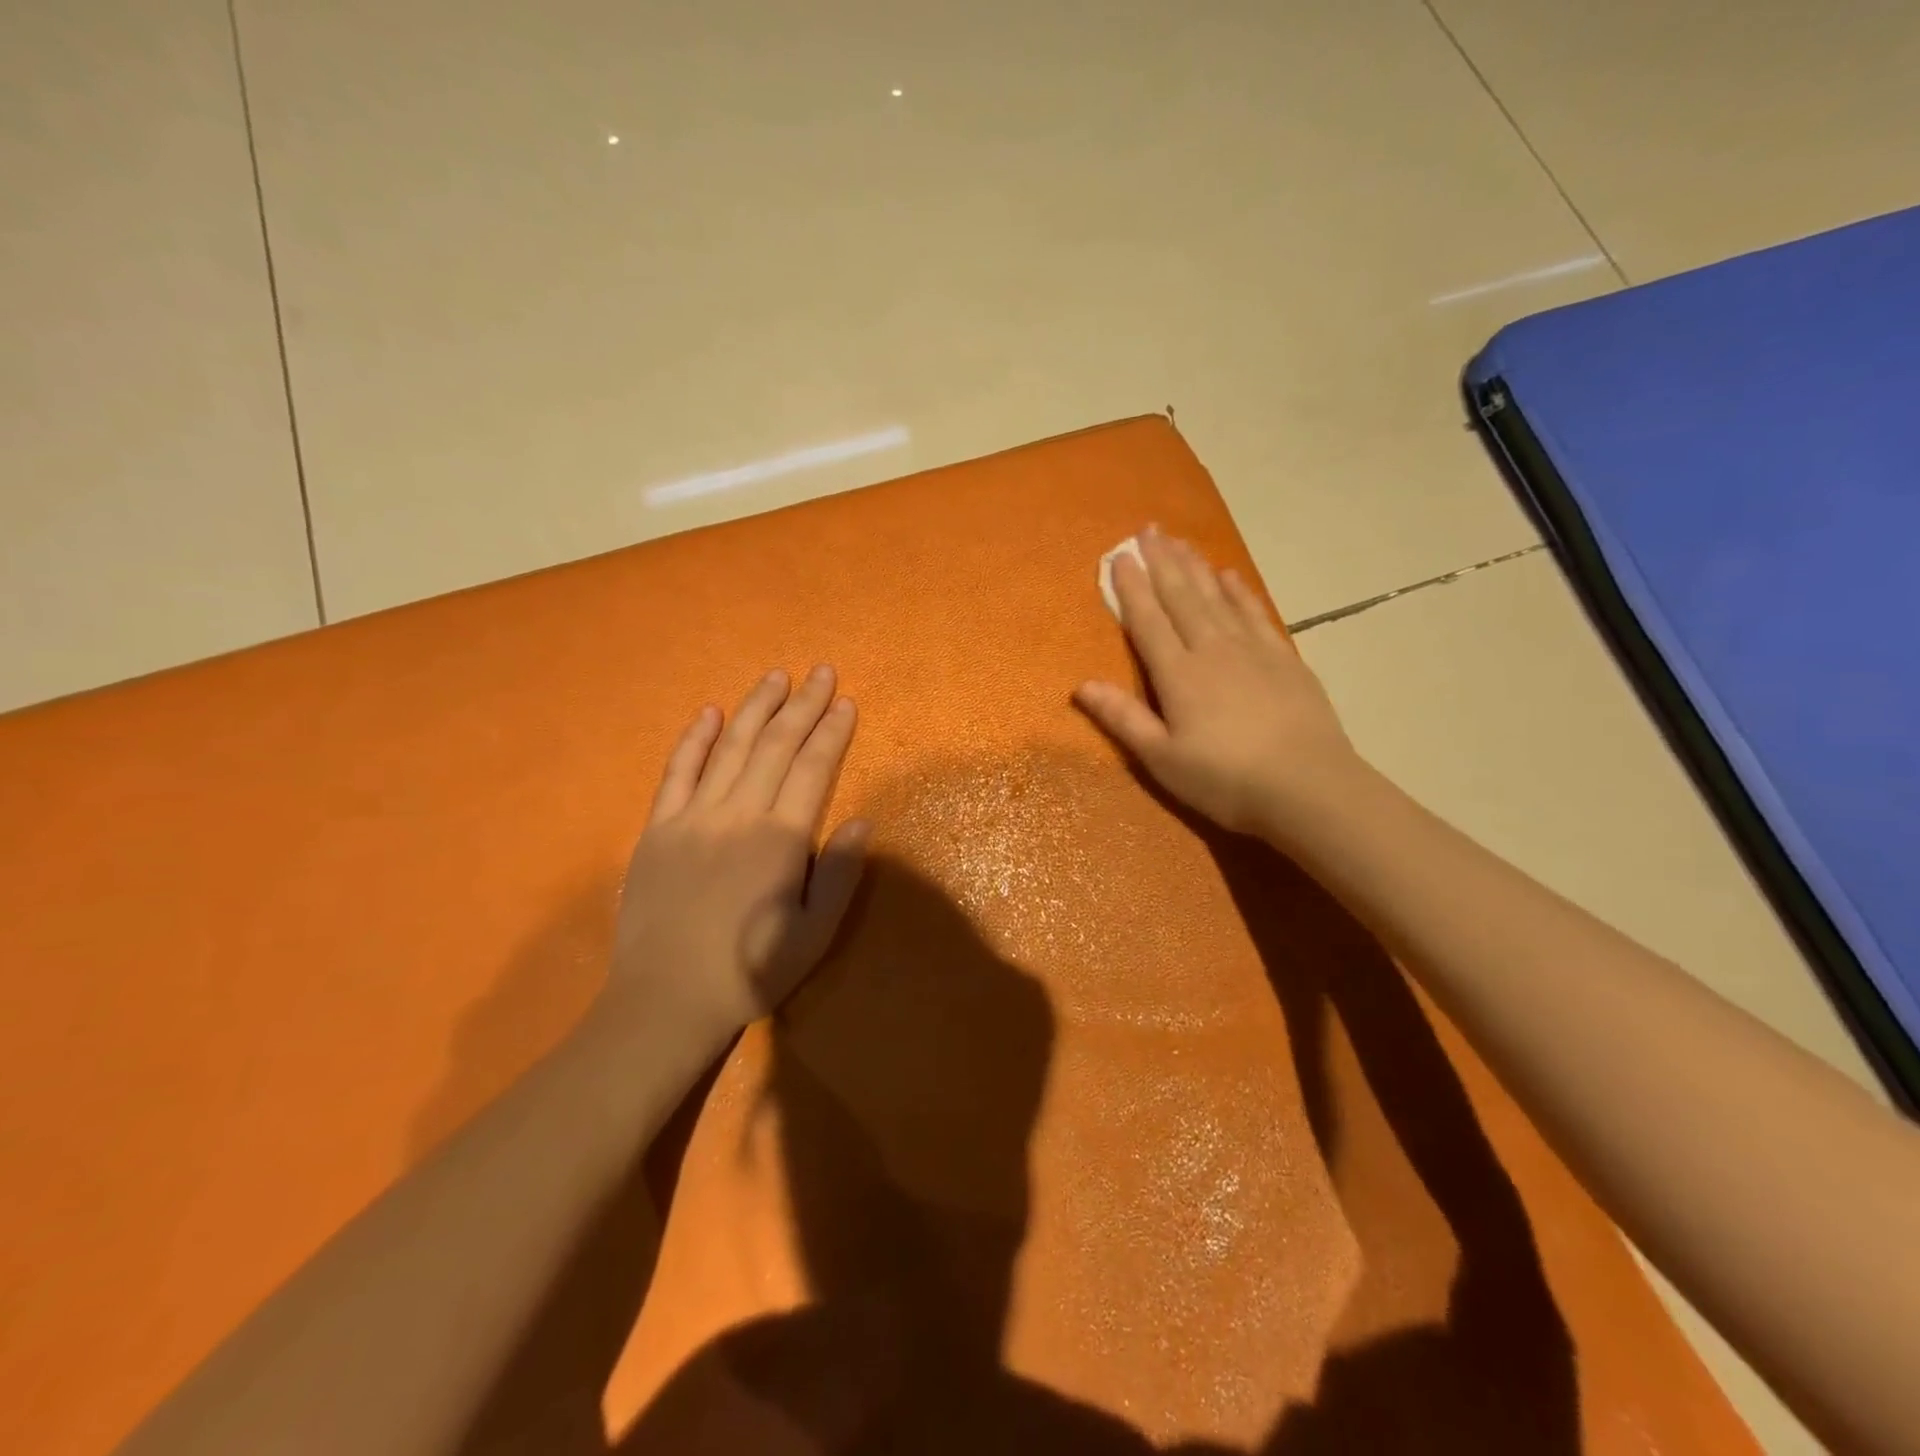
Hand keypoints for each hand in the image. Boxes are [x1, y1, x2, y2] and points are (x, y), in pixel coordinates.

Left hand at [606, 666, 870, 1051]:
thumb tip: (861, 820)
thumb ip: (839, 874)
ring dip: (756, 708)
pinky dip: (695, 740)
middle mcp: (738, 815)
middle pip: (776, 746)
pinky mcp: (657, 829)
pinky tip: (710, 714)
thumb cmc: (751, 972)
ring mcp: (692, 817)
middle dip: (803, 705)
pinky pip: (677, 772)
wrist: (666, 1001)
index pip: (813, 768)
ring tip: (777, 677)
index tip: (847, 702)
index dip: (832, 732)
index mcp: (779, 839)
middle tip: (822, 672)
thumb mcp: (814, 934)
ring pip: (730, 748)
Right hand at [1074, 525, 1359, 837]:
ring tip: (1180, 540)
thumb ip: (1123, 718)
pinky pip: (1255, 613)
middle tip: (1148, 529)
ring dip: (1196, 567)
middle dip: (1162, 562)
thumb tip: (1081, 685)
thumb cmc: (1225, 779)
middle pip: (1182, 597)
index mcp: (1179, 674)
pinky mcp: (1284, 659)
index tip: (1120, 556)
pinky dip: (1239, 592)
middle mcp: (1212, 649)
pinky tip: (1230, 576)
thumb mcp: (1161, 758)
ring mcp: (1252, 650)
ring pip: (1216, 597)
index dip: (1131, 588)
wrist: (1308, 787)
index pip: (1148, 621)